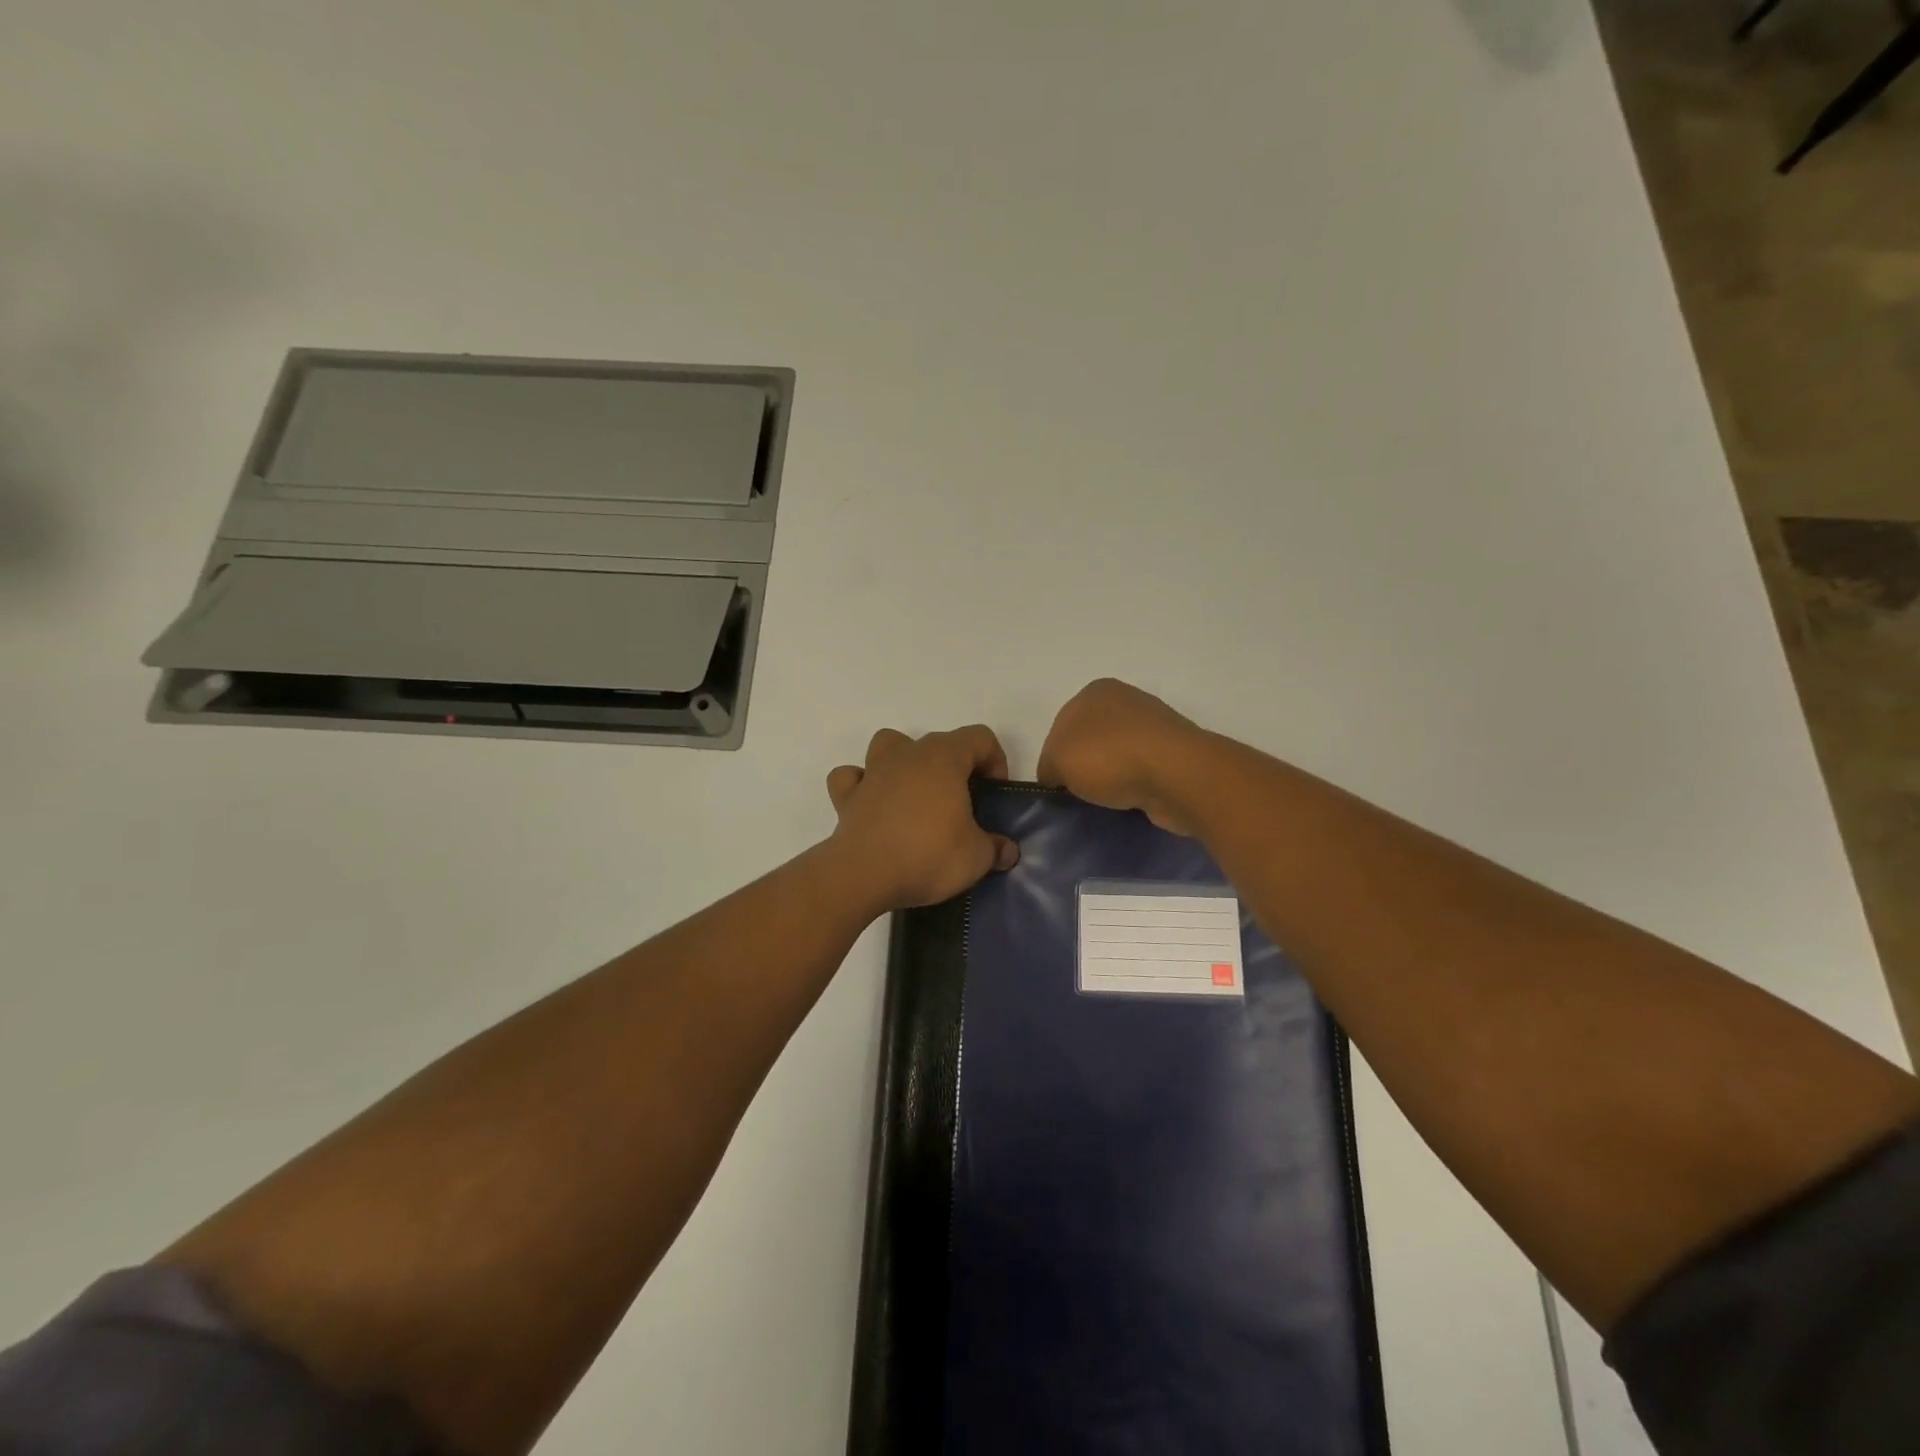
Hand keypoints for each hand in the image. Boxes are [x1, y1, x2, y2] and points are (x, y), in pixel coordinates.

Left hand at [825, 725, 1020, 910]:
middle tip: (963, 804)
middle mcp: (907, 754)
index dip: (995, 760)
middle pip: (938, 742)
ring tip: (916, 795)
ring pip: (890, 744)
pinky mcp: (846, 796)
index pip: (979, 737)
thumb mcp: (976, 858)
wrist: (863, 875)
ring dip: (905, 761)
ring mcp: (873, 771)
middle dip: (955, 766)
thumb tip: (1007, 851)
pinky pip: (852, 777)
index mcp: (944, 758)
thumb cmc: (928, 855)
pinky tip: (873, 805)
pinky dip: (862, 785)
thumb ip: (995, 848)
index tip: (994, 794)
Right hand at [1037, 678, 1207, 834]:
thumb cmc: (1107, 757)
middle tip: (1080, 795)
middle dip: (1084, 767)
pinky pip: (1143, 771)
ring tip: (1107, 801)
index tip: (1058, 785)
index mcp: (1095, 691)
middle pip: (1090, 740)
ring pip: (1118, 756)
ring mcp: (1154, 725)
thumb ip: (1048, 767)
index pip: (1060, 727)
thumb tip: (1058, 777)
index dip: (1055, 758)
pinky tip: (1131, 800)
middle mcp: (1126, 700)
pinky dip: (1135, 785)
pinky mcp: (1175, 752)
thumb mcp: (1056, 760)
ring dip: (1111, 777)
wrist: (1175, 774)